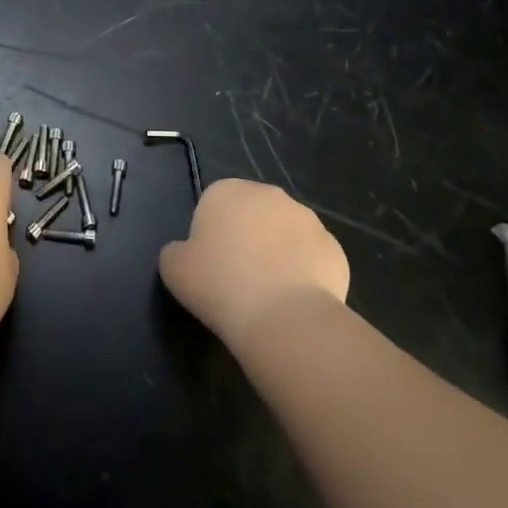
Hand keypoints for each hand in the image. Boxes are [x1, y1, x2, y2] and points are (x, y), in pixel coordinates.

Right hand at [158, 178, 349, 349]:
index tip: (210, 266)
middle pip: (252, 214)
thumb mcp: (173, 269)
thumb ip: (175, 251)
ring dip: (278, 253)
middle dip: (247, 238)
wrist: (282, 317)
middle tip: (238, 278)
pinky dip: (304, 274)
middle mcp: (269, 194)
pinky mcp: (334, 247)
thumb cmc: (219, 285)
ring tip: (268, 294)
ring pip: (285, 234)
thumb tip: (186, 252)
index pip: (214, 205)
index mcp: (227, 191)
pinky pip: (312, 258)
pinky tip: (293, 301)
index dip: (210, 235)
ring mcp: (307, 219)